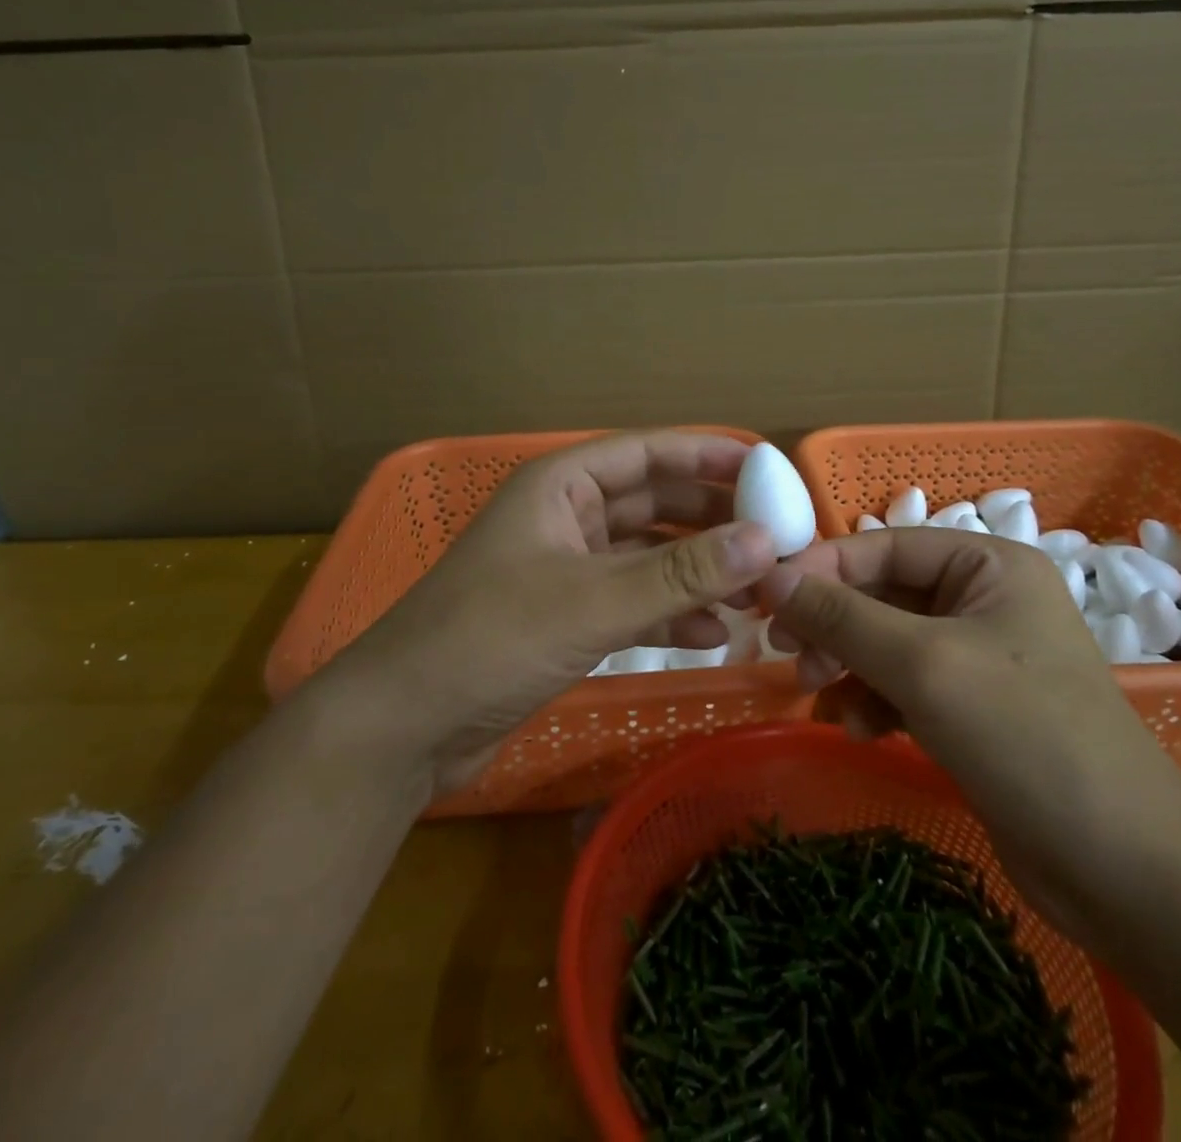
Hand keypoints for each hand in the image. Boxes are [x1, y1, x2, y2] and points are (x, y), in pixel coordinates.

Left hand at [321, 431, 777, 797]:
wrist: (404, 727)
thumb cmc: (492, 639)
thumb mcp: (594, 601)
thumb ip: (682, 573)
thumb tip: (766, 540)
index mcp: (561, 486)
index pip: (647, 453)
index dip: (708, 454)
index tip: (768, 467)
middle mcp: (565, 518)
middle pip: (654, 503)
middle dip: (711, 520)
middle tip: (775, 537)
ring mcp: (565, 571)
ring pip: (647, 558)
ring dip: (697, 572)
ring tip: (756, 592)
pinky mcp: (565, 620)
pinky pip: (632, 604)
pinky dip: (669, 615)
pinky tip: (713, 635)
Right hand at [757, 529, 1180, 936]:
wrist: (1123, 869)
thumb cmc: (1025, 736)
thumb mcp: (922, 664)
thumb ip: (841, 616)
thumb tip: (769, 577)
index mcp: (988, 565)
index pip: (884, 545)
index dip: (822, 567)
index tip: (765, 599)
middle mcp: (984, 599)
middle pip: (882, 593)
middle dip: (833, 624)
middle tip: (786, 654)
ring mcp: (979, 655)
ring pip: (885, 641)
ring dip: (847, 665)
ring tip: (819, 696)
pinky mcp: (972, 707)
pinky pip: (903, 683)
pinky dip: (874, 700)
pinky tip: (863, 730)